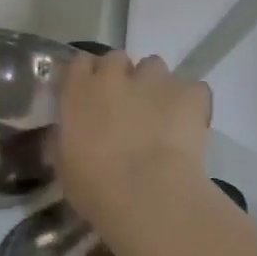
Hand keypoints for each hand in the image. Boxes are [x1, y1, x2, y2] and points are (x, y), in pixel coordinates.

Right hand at [57, 51, 211, 230]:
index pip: (79, 63)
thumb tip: (65, 133)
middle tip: (124, 106)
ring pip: (154, 66)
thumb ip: (64, 139)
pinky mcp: (190, 93)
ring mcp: (154, 80)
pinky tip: (189, 124)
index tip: (89, 95)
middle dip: (120, 76)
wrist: (150, 196)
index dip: (87, 77)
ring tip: (159, 113)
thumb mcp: (65, 165)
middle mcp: (115, 75)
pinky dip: (190, 102)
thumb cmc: (96, 187)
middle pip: (116, 58)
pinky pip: (192, 89)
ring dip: (153, 84)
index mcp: (79, 91)